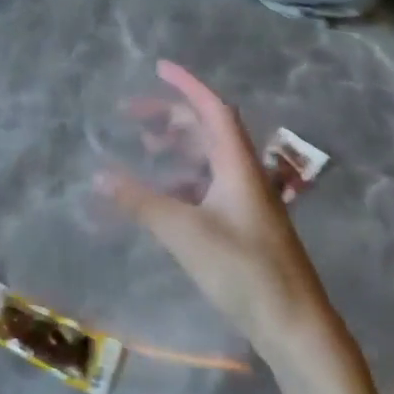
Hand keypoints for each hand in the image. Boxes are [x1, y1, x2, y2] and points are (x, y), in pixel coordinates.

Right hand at [100, 62, 347, 369]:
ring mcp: (244, 202)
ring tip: (143, 148)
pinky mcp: (241, 226)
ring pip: (206, 158)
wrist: (295, 326)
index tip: (158, 67)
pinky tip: (159, 195)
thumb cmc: (245, 271)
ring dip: (175, 147)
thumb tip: (97, 175)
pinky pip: (205, 187)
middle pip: (207, 130)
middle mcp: (243, 175)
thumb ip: (140, 202)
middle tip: (130, 114)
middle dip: (170, 115)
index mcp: (238, 166)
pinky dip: (179, 180)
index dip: (186, 84)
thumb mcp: (185, 232)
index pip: (213, 109)